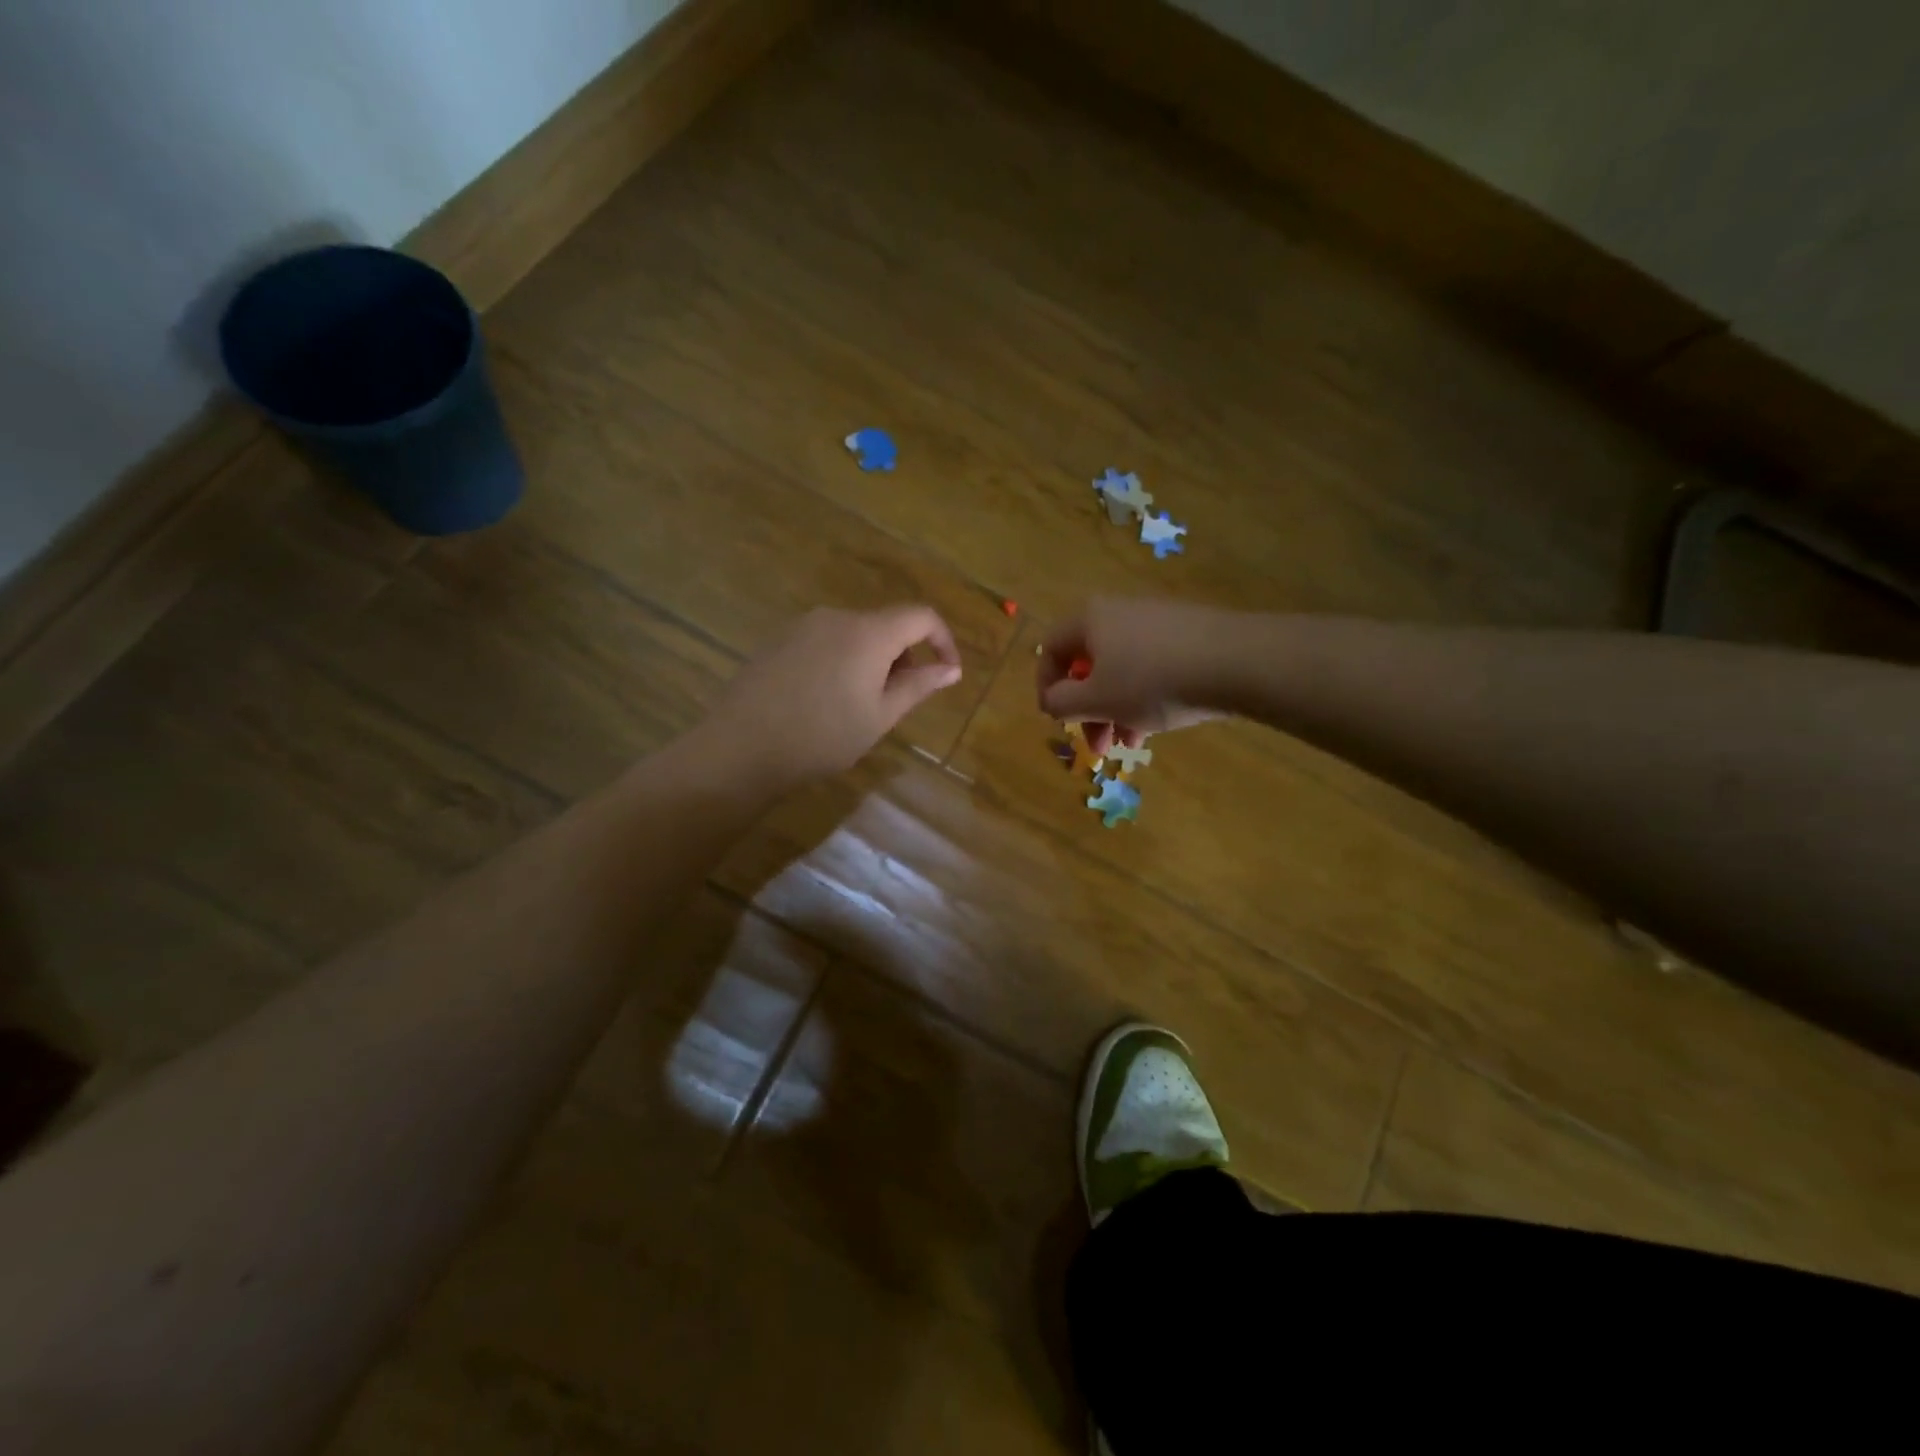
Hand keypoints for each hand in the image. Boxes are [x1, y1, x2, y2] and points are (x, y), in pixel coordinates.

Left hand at [710, 605, 961, 788]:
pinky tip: (825, 698)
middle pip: (886, 624)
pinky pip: (826, 640)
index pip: (921, 616)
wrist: (741, 746)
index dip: (943, 640)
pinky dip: (842, 659)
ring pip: (855, 633)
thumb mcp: (879, 717)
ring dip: (872, 659)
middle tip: (899, 699)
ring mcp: (803, 625)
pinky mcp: (779, 639)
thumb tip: (951, 670)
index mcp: (869, 632)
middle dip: (904, 655)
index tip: (947, 673)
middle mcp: (837, 617)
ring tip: (860, 703)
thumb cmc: (822, 737)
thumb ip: (918, 687)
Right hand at [1037, 599, 1230, 754]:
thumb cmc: (1152, 681)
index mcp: (1090, 620)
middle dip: (1088, 709)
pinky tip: (1157, 727)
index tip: (1056, 720)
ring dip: (1117, 711)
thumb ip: (1061, 702)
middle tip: (1098, 744)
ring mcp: (1157, 622)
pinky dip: (1145, 698)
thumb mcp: (1097, 699)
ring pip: (1121, 671)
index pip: (1050, 649)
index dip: (1046, 687)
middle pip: (1088, 664)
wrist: (1236, 662)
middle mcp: (1119, 613)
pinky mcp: (1188, 636)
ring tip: (1131, 745)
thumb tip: (1051, 700)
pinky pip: (1152, 668)